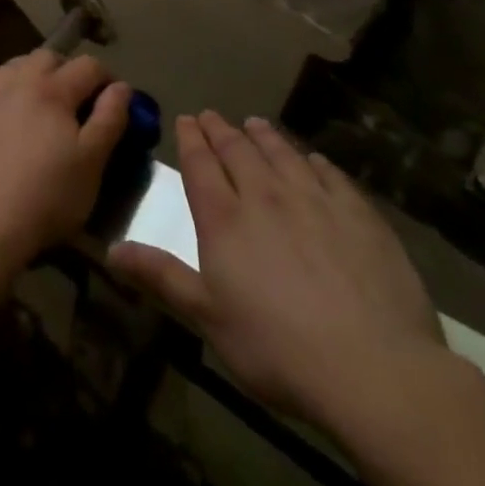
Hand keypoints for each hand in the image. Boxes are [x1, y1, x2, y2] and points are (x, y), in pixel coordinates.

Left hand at [0, 51, 130, 272]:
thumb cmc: (48, 196)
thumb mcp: (92, 162)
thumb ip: (110, 118)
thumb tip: (121, 86)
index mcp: (53, 89)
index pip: (88, 66)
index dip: (107, 78)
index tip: (114, 101)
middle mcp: (18, 79)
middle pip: (49, 57)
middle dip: (68, 71)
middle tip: (76, 101)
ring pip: (16, 64)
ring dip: (34, 73)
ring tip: (41, 100)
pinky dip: (1, 81)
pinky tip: (4, 95)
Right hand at [109, 112, 452, 434]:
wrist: (374, 369)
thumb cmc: (278, 349)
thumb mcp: (209, 318)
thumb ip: (162, 276)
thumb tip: (110, 249)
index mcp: (224, 218)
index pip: (200, 163)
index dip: (191, 138)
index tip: (187, 119)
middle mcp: (265, 194)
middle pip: (238, 150)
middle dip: (221, 130)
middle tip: (212, 116)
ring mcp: (314, 199)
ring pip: (282, 153)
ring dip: (264, 135)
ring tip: (254, 123)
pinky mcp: (358, 214)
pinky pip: (330, 174)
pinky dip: (314, 161)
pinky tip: (313, 160)